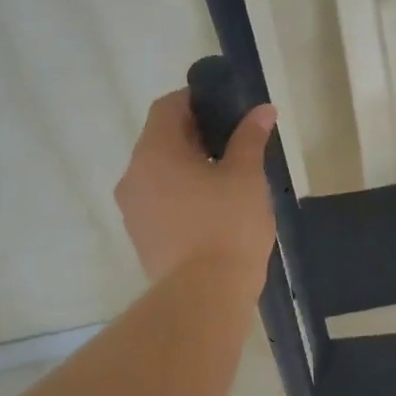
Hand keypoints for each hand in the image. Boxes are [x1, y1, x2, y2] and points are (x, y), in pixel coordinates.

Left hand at [114, 90, 278, 290]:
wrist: (204, 296)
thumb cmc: (227, 225)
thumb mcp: (246, 175)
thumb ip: (250, 138)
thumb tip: (262, 110)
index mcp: (154, 152)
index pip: (168, 107)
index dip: (195, 100)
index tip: (225, 108)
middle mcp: (134, 175)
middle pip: (161, 139)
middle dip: (195, 135)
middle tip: (233, 142)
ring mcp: (133, 209)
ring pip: (158, 172)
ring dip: (187, 166)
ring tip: (226, 177)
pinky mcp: (141, 237)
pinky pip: (159, 200)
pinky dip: (181, 193)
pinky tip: (212, 208)